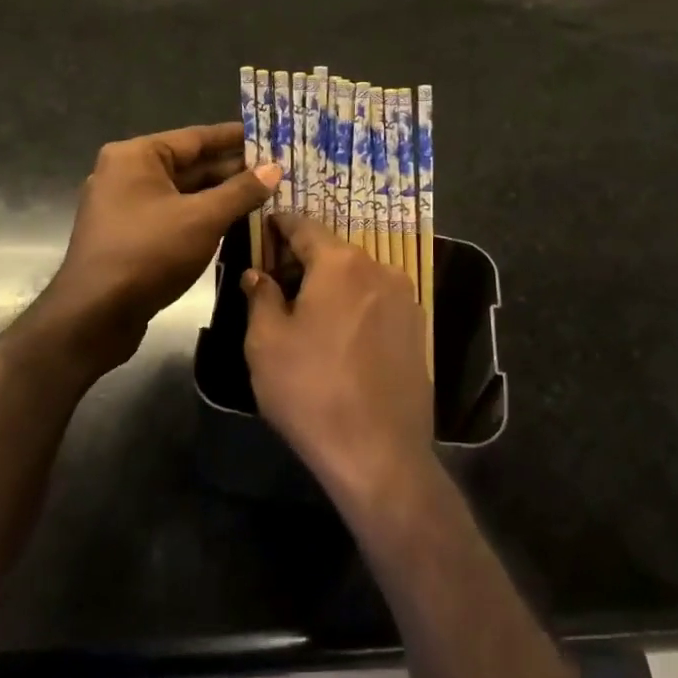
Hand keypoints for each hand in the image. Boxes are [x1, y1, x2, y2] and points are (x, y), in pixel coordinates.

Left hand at [42, 123, 279, 372]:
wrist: (93, 316)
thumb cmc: (148, 254)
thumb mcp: (203, 219)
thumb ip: (241, 191)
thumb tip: (275, 169)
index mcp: (137, 156)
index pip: (196, 137)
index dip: (236, 138)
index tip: (270, 136)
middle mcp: (126, 173)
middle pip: (190, 165)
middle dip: (233, 171)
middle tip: (278, 171)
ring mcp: (124, 207)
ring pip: (183, 194)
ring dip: (221, 196)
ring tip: (266, 196)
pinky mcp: (128, 236)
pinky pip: (173, 216)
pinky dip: (202, 217)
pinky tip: (236, 223)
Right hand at [240, 213, 433, 506]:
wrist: (379, 453)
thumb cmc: (312, 390)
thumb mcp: (266, 342)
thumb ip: (261, 297)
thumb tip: (259, 274)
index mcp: (341, 263)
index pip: (305, 227)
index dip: (282, 224)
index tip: (266, 225)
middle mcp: (379, 269)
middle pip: (335, 251)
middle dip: (305, 258)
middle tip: (277, 276)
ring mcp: (405, 299)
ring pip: (358, 277)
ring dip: (332, 284)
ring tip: (307, 310)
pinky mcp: (418, 330)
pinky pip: (377, 303)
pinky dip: (355, 306)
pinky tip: (339, 335)